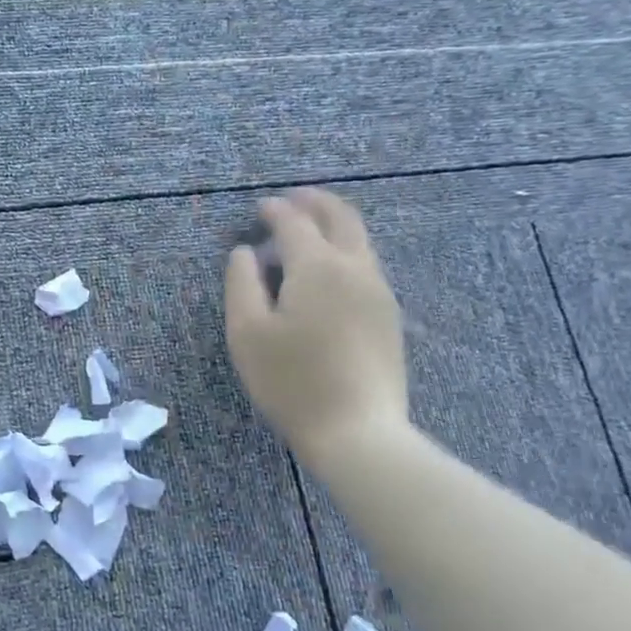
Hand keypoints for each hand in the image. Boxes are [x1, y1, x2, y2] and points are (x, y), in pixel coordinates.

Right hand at [223, 189, 409, 471]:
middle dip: (315, 203)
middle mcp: (356, 268)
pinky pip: (367, 265)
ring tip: (309, 231)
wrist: (357, 430)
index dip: (276, 211)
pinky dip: (345, 250)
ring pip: (360, 240)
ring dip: (333, 225)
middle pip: (341, 218)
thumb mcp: (247, 333)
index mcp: (318, 267)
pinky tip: (328, 271)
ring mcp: (379, 292)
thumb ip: (241, 284)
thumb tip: (245, 253)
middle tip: (293, 200)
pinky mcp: (388, 317)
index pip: (295, 224)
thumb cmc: (291, 381)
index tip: (260, 208)